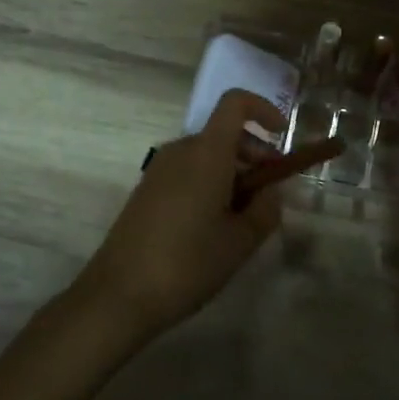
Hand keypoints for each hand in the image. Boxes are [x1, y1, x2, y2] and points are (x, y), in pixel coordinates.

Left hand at [74, 90, 285, 338]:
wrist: (117, 296)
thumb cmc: (187, 263)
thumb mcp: (240, 242)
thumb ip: (266, 209)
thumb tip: (271, 191)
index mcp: (207, 152)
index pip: (235, 103)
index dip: (263, 108)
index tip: (281, 134)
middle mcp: (181, 150)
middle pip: (224, 132)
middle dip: (254, 152)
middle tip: (270, 191)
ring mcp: (159, 169)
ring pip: (206, 154)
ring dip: (233, 171)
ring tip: (244, 217)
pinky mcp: (146, 190)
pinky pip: (188, 171)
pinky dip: (210, 182)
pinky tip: (213, 226)